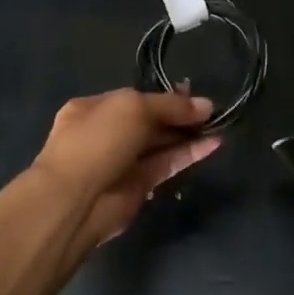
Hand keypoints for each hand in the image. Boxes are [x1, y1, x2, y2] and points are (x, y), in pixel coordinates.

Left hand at [32, 89, 219, 246]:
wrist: (74, 200)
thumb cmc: (97, 140)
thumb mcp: (134, 108)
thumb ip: (170, 106)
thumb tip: (205, 105)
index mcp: (93, 108)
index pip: (135, 98)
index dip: (164, 96)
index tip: (193, 94)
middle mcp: (106, 133)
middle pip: (149, 121)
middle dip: (178, 115)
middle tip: (210, 112)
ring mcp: (121, 161)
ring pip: (159, 144)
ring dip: (188, 135)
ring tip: (219, 125)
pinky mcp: (137, 186)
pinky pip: (166, 165)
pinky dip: (188, 154)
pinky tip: (213, 144)